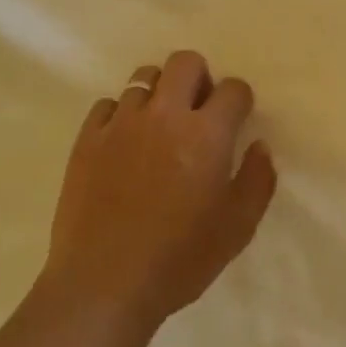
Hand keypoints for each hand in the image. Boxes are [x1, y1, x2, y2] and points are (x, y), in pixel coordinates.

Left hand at [43, 50, 276, 332]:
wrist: (103, 284)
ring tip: (159, 126)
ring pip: (143, 77)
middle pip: (185, 62)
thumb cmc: (180, 259)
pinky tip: (124, 144)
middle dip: (199, 78)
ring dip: (159, 94)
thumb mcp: (237, 228)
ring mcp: (121, 123)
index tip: (236, 119)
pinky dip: (121, 115)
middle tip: (198, 111)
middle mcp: (164, 115)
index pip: (233, 89)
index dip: (239, 100)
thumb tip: (258, 146)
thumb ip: (257, 180)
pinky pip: (107, 105)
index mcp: (206, 134)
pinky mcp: (86, 139)